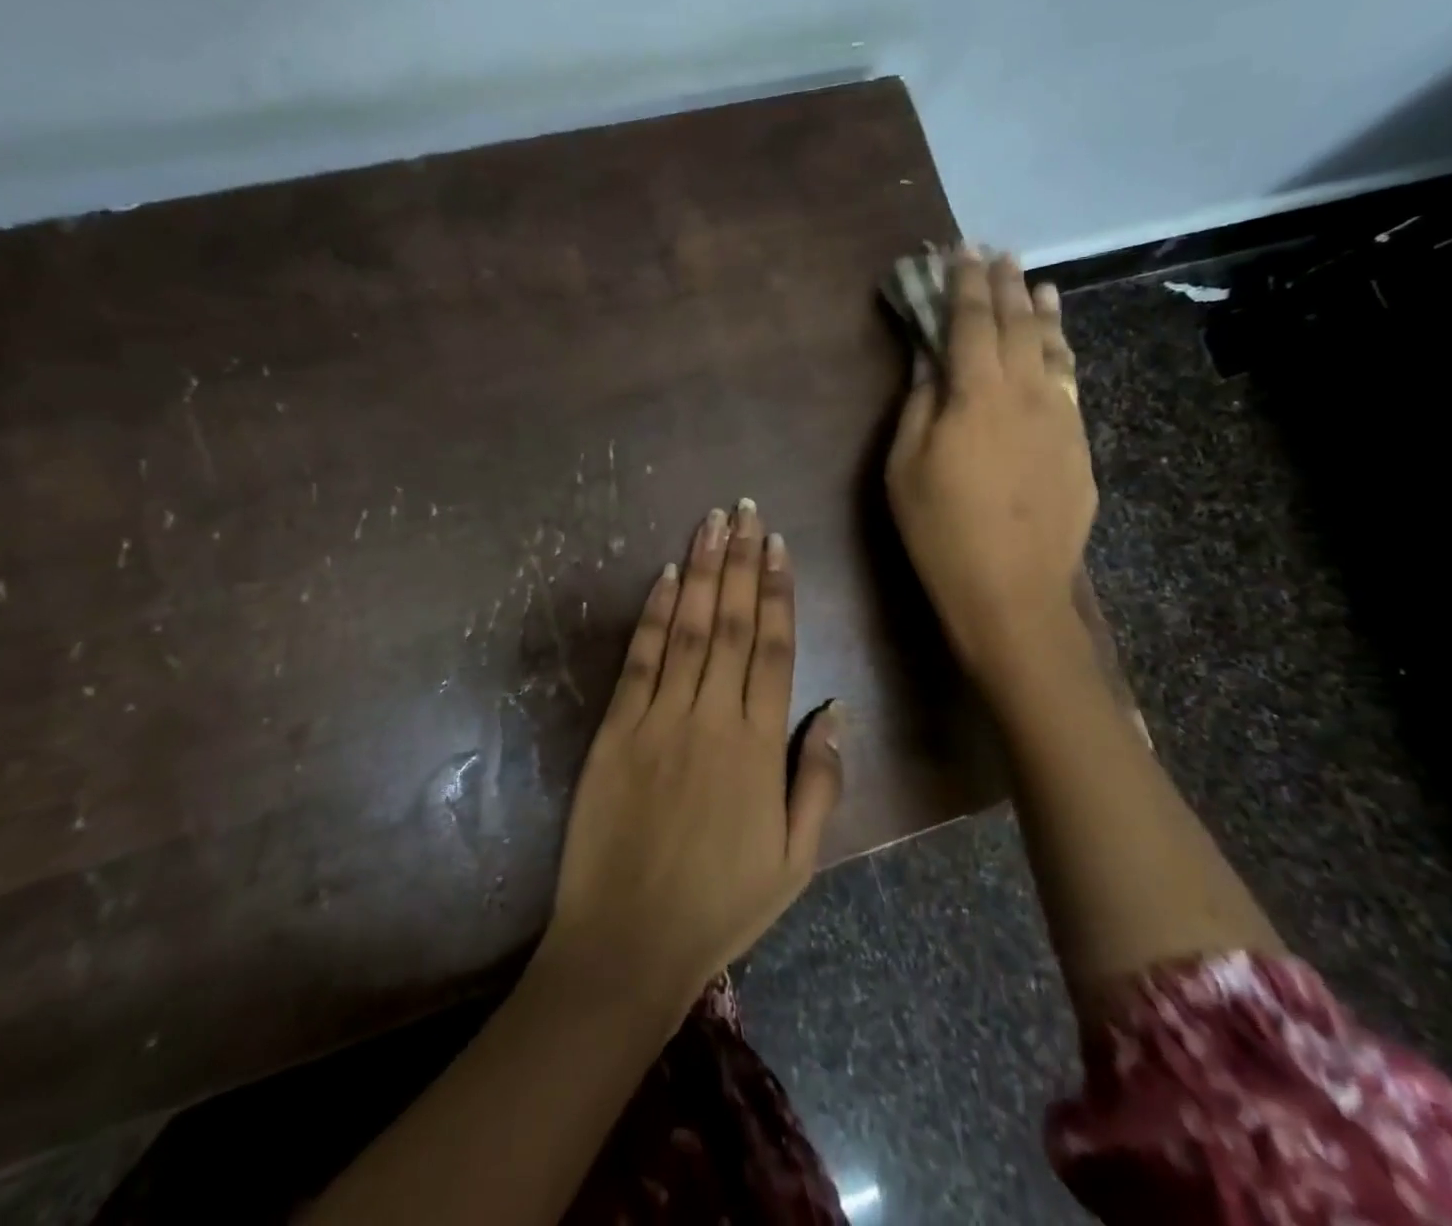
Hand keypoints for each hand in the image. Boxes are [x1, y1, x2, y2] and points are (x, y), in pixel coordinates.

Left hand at [537, 500, 843, 1017]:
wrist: (629, 940)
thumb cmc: (721, 903)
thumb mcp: (797, 860)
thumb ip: (819, 779)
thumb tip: (836, 708)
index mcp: (758, 745)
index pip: (774, 648)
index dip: (777, 591)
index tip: (777, 545)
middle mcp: (711, 716)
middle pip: (732, 623)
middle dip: (739, 562)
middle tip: (744, 510)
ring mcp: (659, 718)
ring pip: (688, 628)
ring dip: (701, 571)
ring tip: (709, 524)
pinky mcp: (616, 728)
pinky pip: (641, 659)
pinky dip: (655, 614)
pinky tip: (665, 576)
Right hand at [885, 245, 1095, 671]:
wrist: (1012, 590)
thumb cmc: (940, 530)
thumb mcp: (905, 467)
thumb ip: (919, 404)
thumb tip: (929, 359)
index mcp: (977, 394)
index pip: (971, 322)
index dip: (963, 283)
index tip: (960, 251)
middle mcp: (1027, 391)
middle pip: (1016, 324)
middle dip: (1003, 285)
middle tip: (995, 253)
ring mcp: (1061, 415)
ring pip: (1053, 347)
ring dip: (1041, 310)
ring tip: (1036, 283)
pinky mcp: (1079, 442)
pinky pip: (1071, 379)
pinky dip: (1062, 350)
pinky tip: (1057, 343)